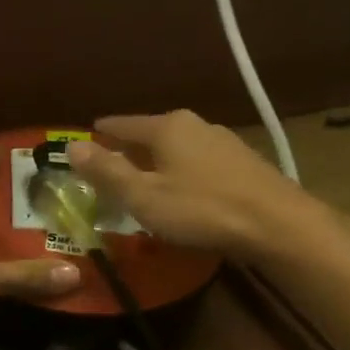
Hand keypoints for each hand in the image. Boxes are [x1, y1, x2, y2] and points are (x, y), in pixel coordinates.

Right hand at [65, 110, 321, 259]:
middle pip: (151, 133)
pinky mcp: (244, 163)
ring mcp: (224, 142)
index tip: (86, 137)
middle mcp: (195, 125)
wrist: (279, 225)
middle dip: (129, 148)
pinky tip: (183, 191)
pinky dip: (182, 171)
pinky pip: (199, 162)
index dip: (101, 133)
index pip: (122, 124)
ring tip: (144, 180)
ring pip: (177, 148)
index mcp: (167, 127)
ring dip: (158, 161)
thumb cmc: (201, 210)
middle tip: (109, 166)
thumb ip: (106, 172)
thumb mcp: (143, 196)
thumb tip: (70, 146)